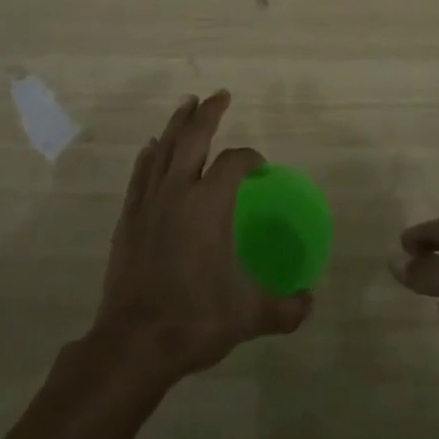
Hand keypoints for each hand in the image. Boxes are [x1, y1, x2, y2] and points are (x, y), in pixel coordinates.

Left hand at [90, 91, 312, 386]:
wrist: (133, 344)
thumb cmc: (194, 320)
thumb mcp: (248, 316)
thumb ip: (284, 308)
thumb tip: (310, 303)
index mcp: (209, 205)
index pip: (233, 163)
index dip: (250, 158)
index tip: (260, 166)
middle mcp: (178, 192)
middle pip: (193, 138)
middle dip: (208, 113)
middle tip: (220, 95)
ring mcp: (149, 202)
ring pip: (163, 148)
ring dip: (177, 124)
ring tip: (187, 105)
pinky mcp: (129, 217)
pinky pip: (140, 173)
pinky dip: (148, 155)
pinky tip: (151, 146)